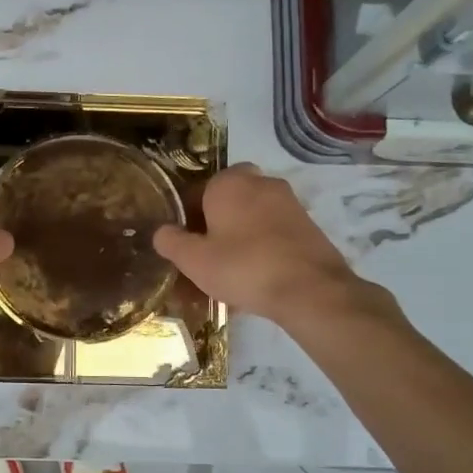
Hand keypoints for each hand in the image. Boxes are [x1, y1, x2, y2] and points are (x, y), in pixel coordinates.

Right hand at [153, 163, 396, 327]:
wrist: (310, 290)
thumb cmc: (243, 267)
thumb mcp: (194, 260)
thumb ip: (171, 242)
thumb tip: (161, 231)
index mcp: (229, 183)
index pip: (196, 192)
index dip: (185, 219)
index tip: (183, 245)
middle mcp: (260, 182)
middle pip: (226, 203)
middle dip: (214, 225)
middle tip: (205, 256)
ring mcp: (288, 202)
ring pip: (251, 218)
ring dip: (238, 237)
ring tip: (228, 273)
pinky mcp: (307, 225)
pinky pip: (272, 233)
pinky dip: (261, 248)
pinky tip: (255, 278)